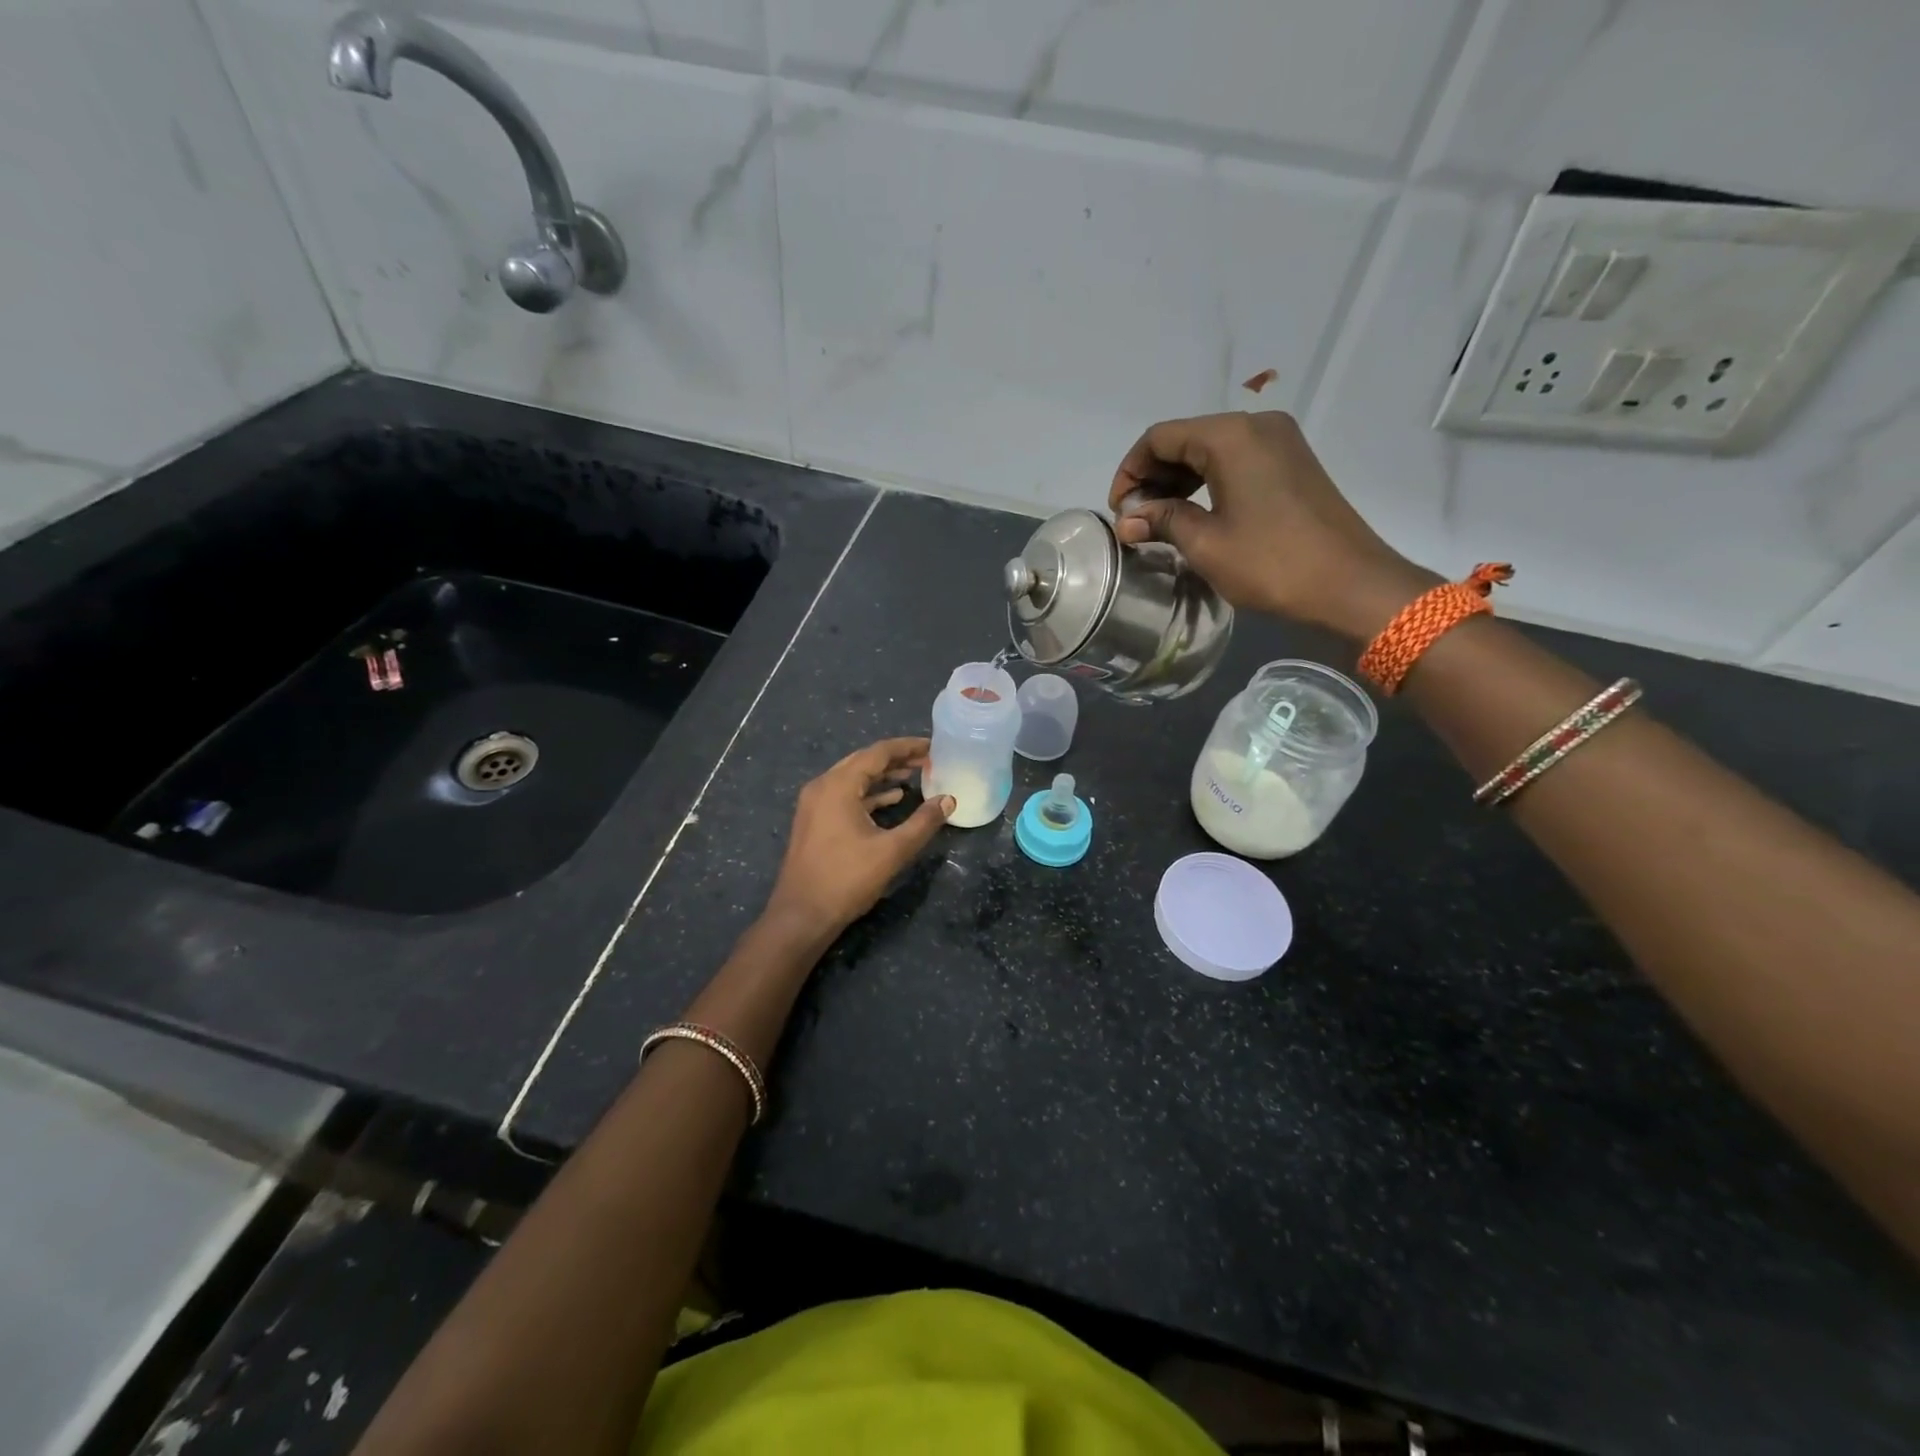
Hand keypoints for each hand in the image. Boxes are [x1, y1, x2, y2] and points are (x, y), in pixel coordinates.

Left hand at [762, 737, 953, 942]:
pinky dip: (869, 794)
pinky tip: (891, 800)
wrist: (801, 916)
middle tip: (927, 760)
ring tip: (914, 776)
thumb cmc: (846, 880)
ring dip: (883, 776)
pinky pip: (845, 795)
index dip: (907, 747)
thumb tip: (948, 800)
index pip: (878, 753)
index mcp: (838, 785)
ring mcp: (814, 804)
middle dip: (896, 759)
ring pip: (854, 778)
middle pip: (864, 761)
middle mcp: (822, 786)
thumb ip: (923, 823)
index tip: (933, 746)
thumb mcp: (892, 851)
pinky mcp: (814, 821)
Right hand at [1108, 410, 1437, 641]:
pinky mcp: (1292, 463)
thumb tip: (1127, 520)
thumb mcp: (1206, 544)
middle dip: (1153, 477)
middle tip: (1136, 520)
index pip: (1160, 438)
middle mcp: (1256, 425)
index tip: (1119, 511)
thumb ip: (1162, 521)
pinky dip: (1207, 483)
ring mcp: (1280, 442)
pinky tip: (1194, 514)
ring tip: (1159, 521)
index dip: (1130, 471)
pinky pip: (1236, 461)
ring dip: (1178, 482)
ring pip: (1210, 450)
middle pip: (1185, 439)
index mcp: (1230, 436)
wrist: (1350, 584)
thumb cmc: (1271, 563)